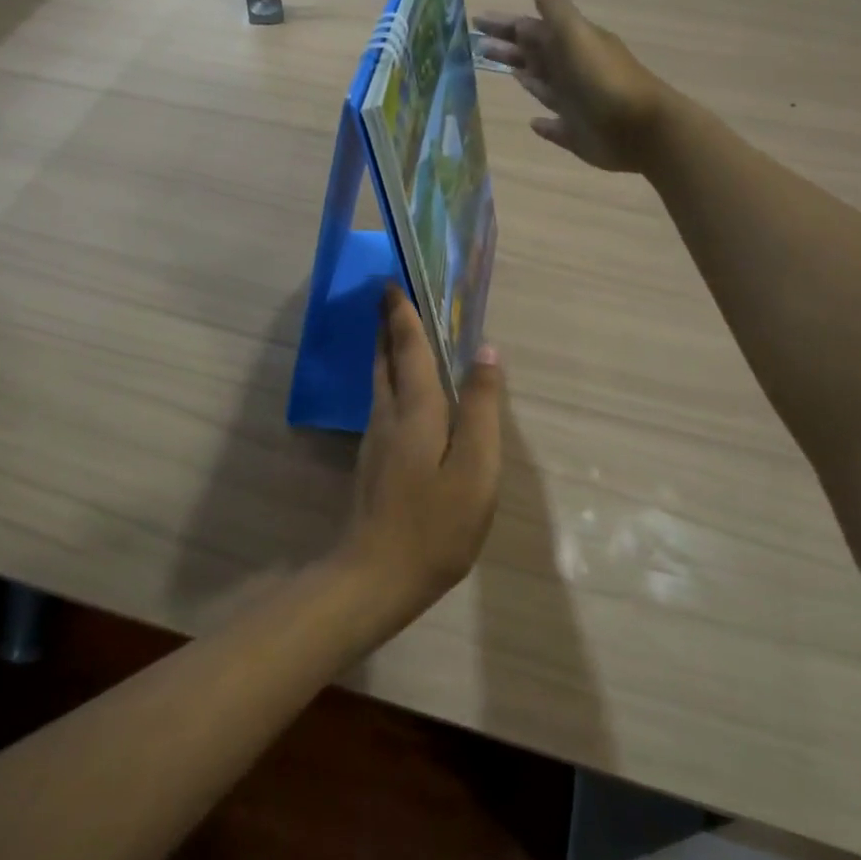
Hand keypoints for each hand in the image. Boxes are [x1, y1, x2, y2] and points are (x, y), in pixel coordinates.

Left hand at [341, 286, 502, 620]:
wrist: (376, 576)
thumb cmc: (435, 524)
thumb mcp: (475, 468)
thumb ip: (480, 408)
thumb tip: (486, 352)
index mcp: (414, 410)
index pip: (408, 348)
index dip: (402, 314)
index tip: (392, 283)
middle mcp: (388, 415)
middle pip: (385, 359)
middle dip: (386, 325)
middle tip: (388, 296)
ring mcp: (376, 440)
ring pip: (380, 381)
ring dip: (386, 350)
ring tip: (396, 332)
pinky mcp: (373, 461)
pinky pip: (383, 402)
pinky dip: (391, 379)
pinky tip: (403, 391)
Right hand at [474, 0, 672, 172]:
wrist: (643, 129)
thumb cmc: (606, 81)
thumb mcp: (579, 37)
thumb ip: (558, 13)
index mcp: (571, 46)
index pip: (531, 30)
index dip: (505, 26)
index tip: (476, 21)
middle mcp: (572, 72)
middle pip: (534, 55)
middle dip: (508, 49)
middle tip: (476, 45)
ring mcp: (575, 104)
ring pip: (543, 86)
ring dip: (524, 77)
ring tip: (503, 70)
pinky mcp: (577, 134)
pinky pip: (555, 126)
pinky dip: (544, 124)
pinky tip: (533, 123)